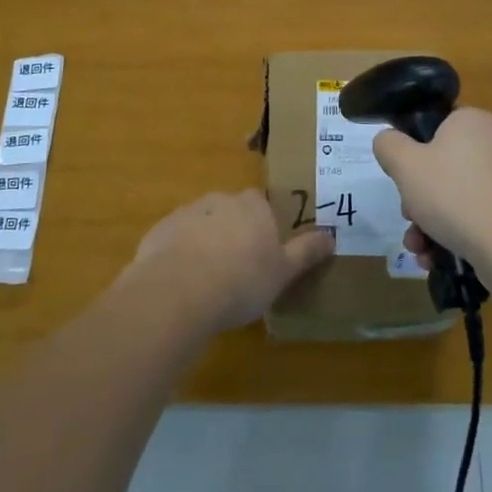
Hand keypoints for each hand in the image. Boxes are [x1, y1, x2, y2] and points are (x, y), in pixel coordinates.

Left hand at [120, 190, 333, 334]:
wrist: (178, 291)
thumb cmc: (241, 280)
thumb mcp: (283, 272)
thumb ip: (306, 252)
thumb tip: (331, 236)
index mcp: (253, 206)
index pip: (261, 205)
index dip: (263, 227)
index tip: (263, 253)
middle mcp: (220, 200)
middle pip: (230, 212)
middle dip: (233, 233)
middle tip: (236, 270)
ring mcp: (187, 213)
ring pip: (201, 224)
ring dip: (205, 243)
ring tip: (207, 282)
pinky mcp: (160, 231)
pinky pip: (175, 240)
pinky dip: (179, 255)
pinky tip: (181, 284)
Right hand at [373, 108, 491, 273]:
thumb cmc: (453, 195)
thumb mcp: (404, 165)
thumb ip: (388, 145)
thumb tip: (389, 141)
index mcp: (473, 120)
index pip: (435, 125)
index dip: (412, 151)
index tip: (403, 178)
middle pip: (443, 165)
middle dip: (418, 197)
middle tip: (409, 216)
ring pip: (457, 194)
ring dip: (430, 221)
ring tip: (419, 248)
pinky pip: (477, 214)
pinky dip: (455, 233)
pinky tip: (437, 257)